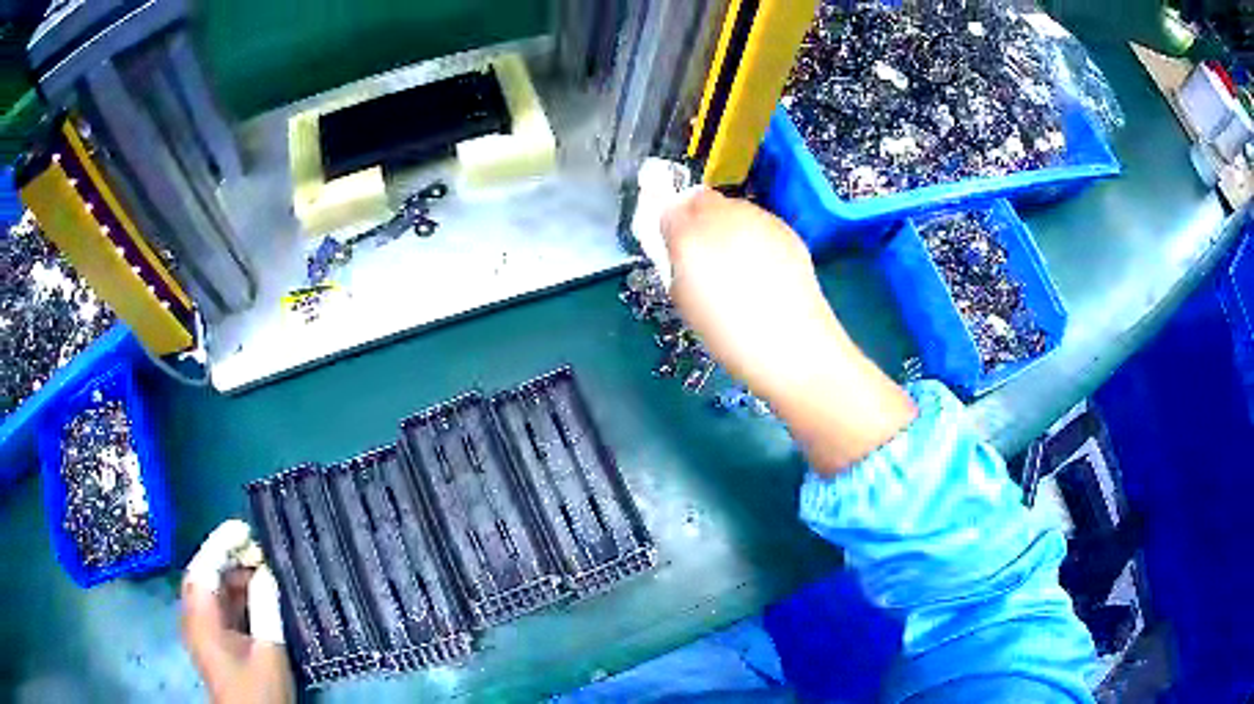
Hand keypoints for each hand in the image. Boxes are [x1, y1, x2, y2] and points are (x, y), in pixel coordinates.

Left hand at [181, 520, 293, 703]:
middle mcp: (194, 616)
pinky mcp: (211, 640)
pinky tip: (256, 594)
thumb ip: (265, 608)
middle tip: (257, 547)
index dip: (221, 543)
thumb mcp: (267, 651)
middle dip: (228, 557)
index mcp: (201, 617)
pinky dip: (235, 595)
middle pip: (204, 575)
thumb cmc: (257, 691)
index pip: (204, 567)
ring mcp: (201, 629)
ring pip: (211, 590)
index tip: (244, 527)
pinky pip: (218, 606)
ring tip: (262, 569)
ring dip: (233, 577)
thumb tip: (267, 572)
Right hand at [662, 190, 915, 471]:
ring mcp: (761, 220)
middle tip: (702, 257)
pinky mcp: (786, 232)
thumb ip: (675, 259)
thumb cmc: (729, 333)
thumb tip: (676, 238)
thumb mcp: (685, 299)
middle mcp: (727, 215)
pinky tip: (760, 271)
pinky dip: (753, 238)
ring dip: (727, 227)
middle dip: (699, 221)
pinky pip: (759, 224)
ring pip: (733, 210)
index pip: (671, 207)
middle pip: (703, 201)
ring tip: (735, 267)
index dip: (670, 224)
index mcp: (691, 233)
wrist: (793, 347)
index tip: (673, 248)